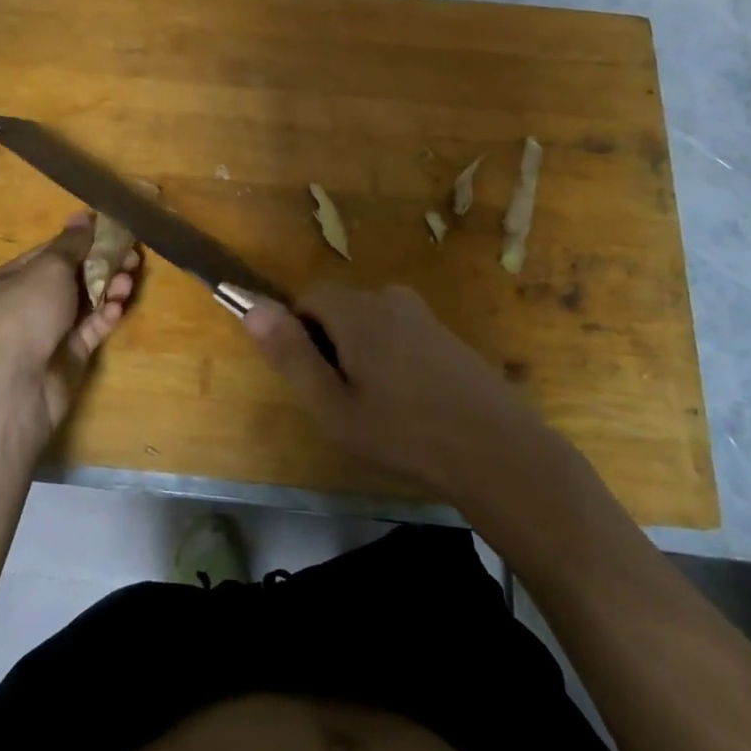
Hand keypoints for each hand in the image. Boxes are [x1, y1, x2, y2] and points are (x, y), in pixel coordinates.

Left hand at [0, 214, 137, 454]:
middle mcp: (26, 304)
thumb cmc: (24, 315)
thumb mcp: (48, 269)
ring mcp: (47, 332)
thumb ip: (71, 243)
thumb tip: (82, 215)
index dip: (82, 240)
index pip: (50, 253)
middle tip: (133, 257)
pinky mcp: (67, 356)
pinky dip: (104, 317)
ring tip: (129, 281)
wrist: (15, 387)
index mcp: (8, 279)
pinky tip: (117, 309)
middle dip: (102, 265)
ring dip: (108, 289)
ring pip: (84, 303)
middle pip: (72, 277)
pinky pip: (90, 330)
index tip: (113, 230)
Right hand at [242, 284, 545, 497]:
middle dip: (330, 345)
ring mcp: (424, 315)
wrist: (498, 452)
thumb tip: (252, 307)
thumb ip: (290, 355)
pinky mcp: (446, 334)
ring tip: (378, 407)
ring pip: (370, 323)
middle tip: (344, 400)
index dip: (298, 335)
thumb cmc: (404, 434)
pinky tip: (410, 403)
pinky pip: (399, 333)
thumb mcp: (333, 406)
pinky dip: (390, 358)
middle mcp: (390, 299)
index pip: (308, 298)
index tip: (312, 378)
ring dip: (360, 354)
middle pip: (339, 309)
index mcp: (359, 311)